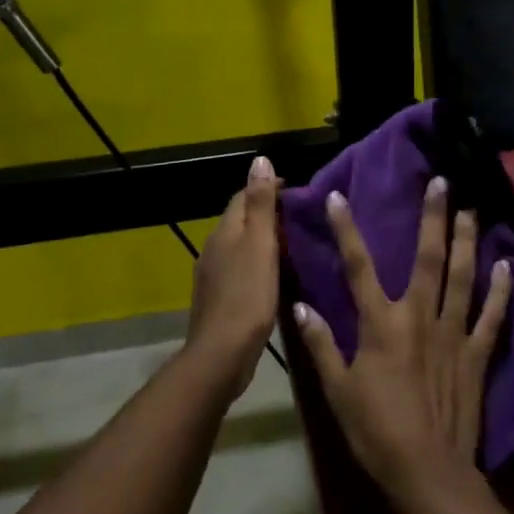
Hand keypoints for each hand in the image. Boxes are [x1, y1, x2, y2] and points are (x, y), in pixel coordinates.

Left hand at [186, 155, 281, 385]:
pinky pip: (240, 269)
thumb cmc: (248, 296)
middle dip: (266, 213)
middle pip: (240, 220)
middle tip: (300, 219)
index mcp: (225, 231)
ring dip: (262, 240)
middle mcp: (214, 248)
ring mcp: (213, 274)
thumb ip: (261, 204)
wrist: (222, 353)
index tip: (296, 193)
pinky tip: (274, 276)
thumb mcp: (260, 245)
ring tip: (292, 245)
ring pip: (240, 246)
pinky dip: (257, 264)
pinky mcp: (220, 298)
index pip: (243, 197)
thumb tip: (259, 160)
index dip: (267, 188)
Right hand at [294, 176, 512, 508]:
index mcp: (381, 324)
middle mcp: (419, 317)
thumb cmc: (375, 430)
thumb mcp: (336, 390)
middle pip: (426, 258)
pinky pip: (492, 316)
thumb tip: (300, 304)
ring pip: (462, 277)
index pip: (359, 267)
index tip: (340, 197)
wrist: (426, 470)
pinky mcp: (476, 354)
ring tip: (471, 210)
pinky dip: (502, 291)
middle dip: (432, 218)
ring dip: (467, 241)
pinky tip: (508, 266)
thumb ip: (320, 344)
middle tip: (442, 183)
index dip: (347, 230)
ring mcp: (453, 333)